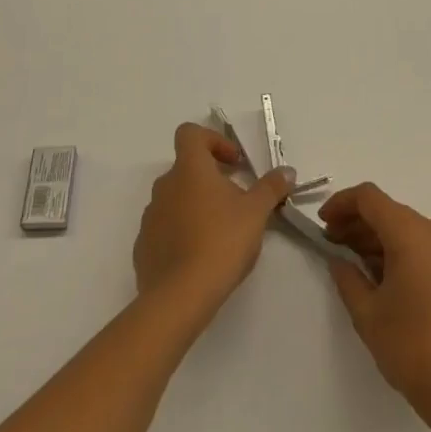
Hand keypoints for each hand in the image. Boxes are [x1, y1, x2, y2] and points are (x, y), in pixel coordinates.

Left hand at [133, 123, 295, 320]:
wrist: (179, 297)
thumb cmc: (221, 242)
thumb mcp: (256, 213)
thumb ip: (271, 188)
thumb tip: (287, 171)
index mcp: (189, 169)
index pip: (190, 134)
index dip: (213, 140)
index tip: (234, 163)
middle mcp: (165, 186)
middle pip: (186, 169)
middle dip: (211, 179)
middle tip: (236, 201)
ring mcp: (150, 217)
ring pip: (175, 199)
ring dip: (196, 206)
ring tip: (221, 232)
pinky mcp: (143, 246)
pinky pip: (165, 229)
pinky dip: (182, 233)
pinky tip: (200, 256)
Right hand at [320, 183, 430, 424]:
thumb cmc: (413, 348)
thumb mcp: (368, 314)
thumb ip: (348, 279)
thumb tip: (339, 260)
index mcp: (411, 234)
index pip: (369, 198)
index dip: (341, 203)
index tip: (321, 223)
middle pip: (387, 211)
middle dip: (355, 223)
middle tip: (330, 244)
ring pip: (404, 229)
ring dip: (374, 238)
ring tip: (349, 262)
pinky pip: (419, 246)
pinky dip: (395, 251)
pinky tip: (377, 277)